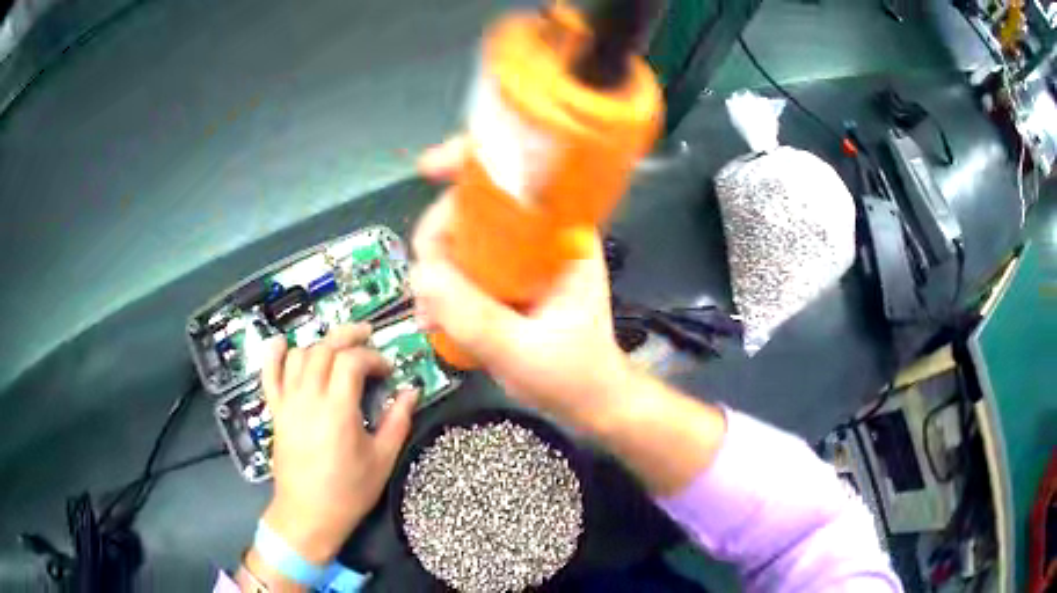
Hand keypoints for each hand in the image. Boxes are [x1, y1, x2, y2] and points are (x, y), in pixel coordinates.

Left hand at [258, 324, 415, 564]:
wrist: (308, 514)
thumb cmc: (348, 491)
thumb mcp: (382, 460)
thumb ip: (398, 421)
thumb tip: (412, 391)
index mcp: (337, 410)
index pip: (351, 361)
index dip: (372, 357)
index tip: (387, 370)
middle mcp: (309, 398)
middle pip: (324, 349)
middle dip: (348, 337)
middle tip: (367, 337)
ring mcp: (288, 402)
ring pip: (299, 355)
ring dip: (320, 345)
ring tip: (337, 351)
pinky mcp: (276, 411)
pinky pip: (269, 374)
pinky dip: (274, 354)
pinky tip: (283, 343)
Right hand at [412, 139, 633, 430]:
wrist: (590, 402)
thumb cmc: (574, 376)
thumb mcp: (525, 352)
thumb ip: (474, 318)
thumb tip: (420, 275)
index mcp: (563, 234)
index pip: (520, 171)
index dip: (473, 159)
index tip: (430, 169)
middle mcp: (540, 234)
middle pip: (475, 205)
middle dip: (439, 237)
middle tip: (426, 285)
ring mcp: (520, 256)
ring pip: (461, 237)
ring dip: (435, 268)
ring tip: (430, 315)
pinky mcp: (505, 278)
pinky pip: (462, 266)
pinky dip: (442, 286)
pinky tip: (435, 319)